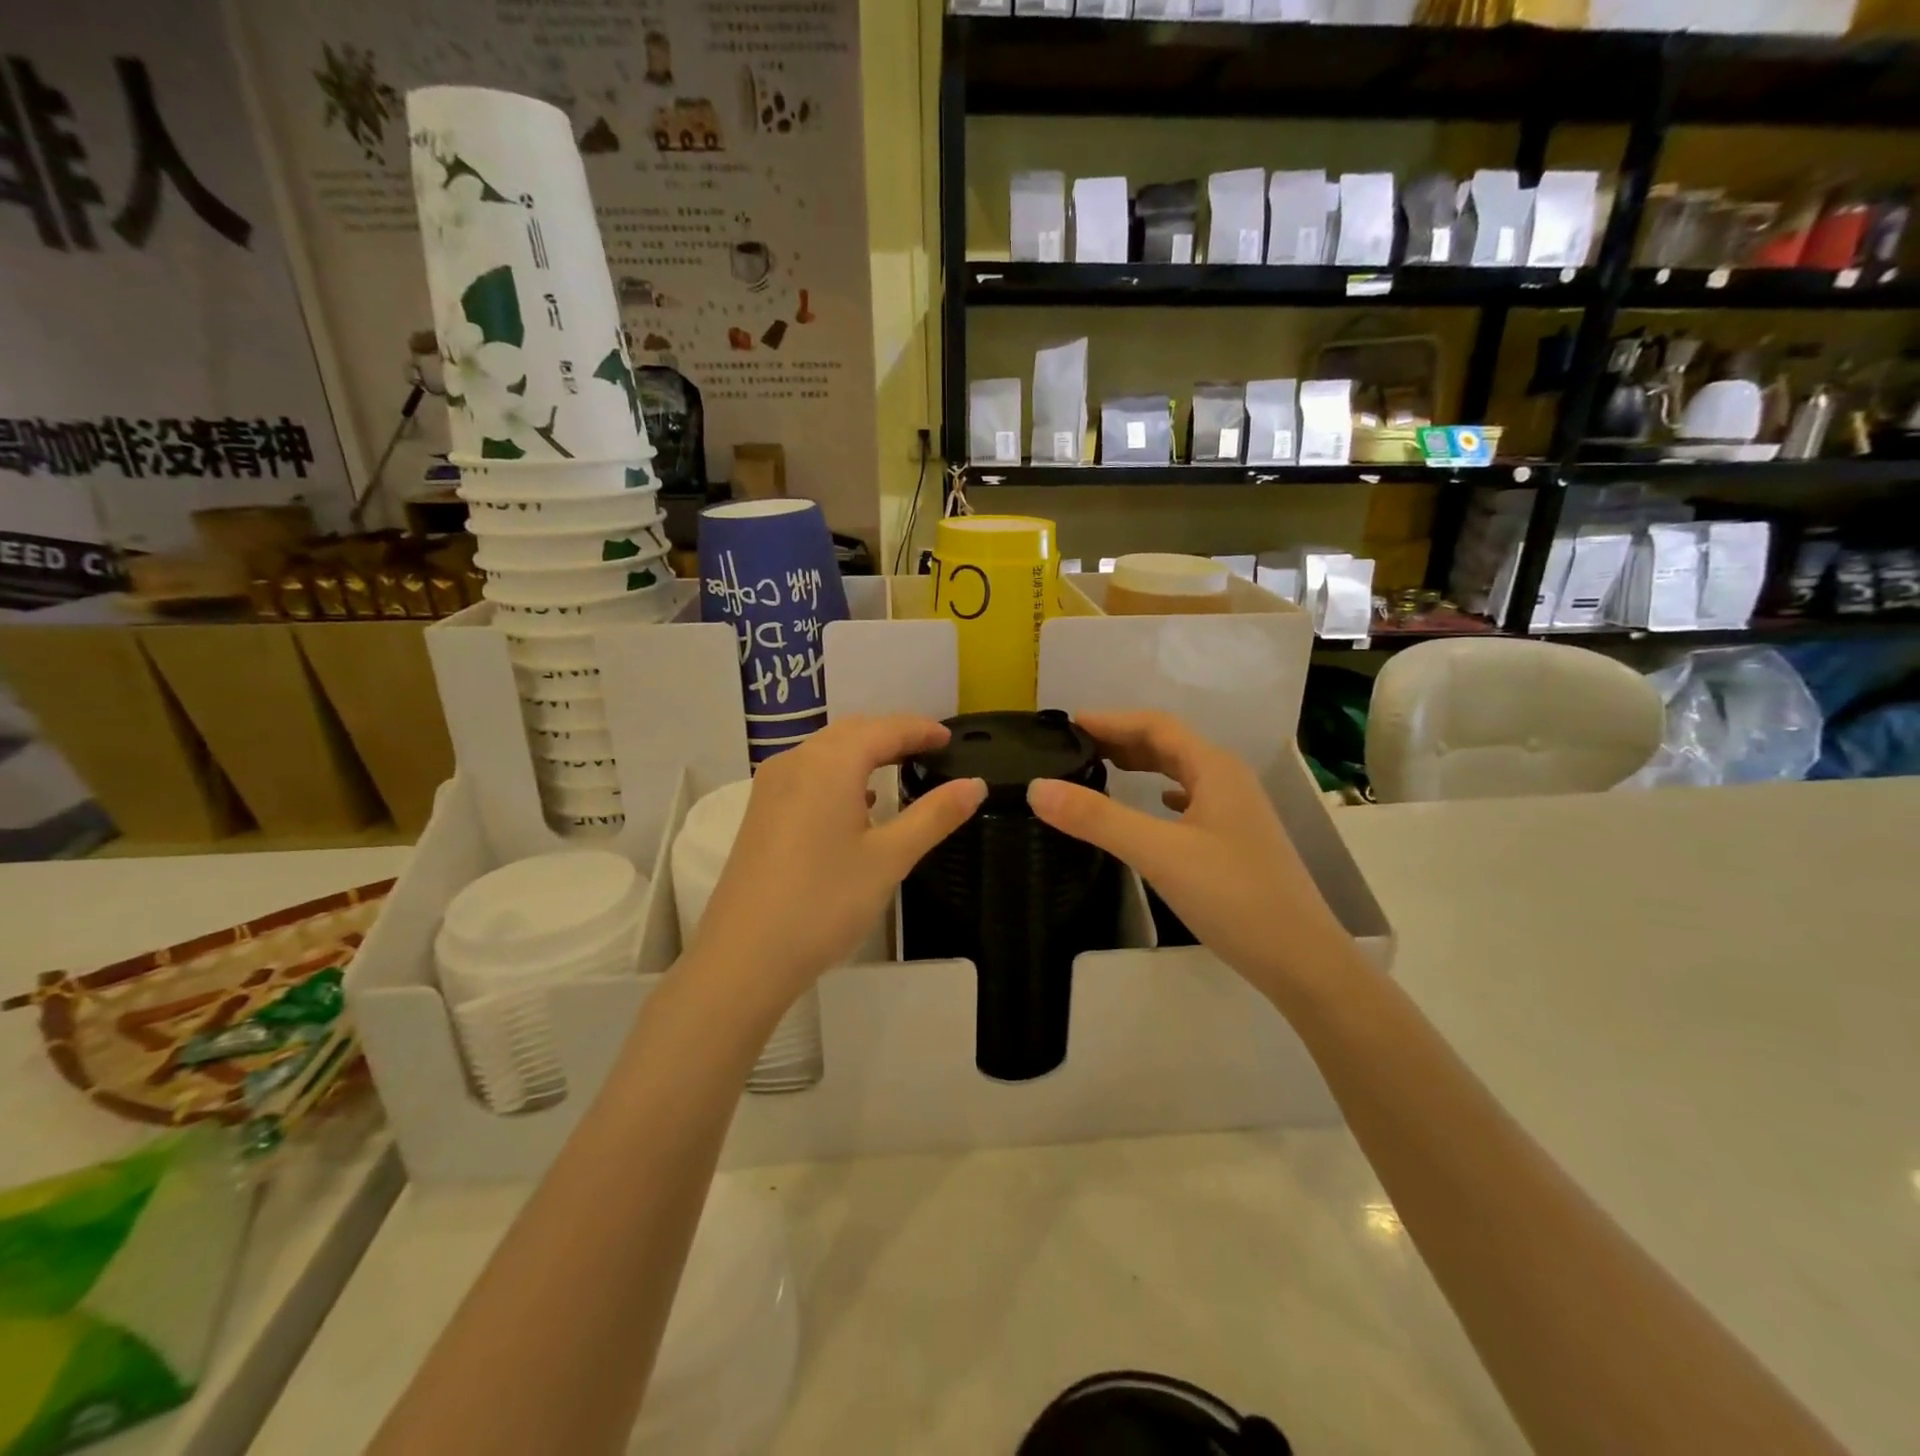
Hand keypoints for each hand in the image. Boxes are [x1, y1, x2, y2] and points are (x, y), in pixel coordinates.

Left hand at [687, 715, 985, 1012]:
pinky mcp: (760, 812)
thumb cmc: (824, 902)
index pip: (884, 730)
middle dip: (892, 735)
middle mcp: (795, 762)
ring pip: (826, 751)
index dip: (920, 730)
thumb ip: (934, 815)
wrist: (745, 957)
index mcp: (829, 764)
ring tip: (898, 768)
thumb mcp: (889, 858)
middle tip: (929, 750)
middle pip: (852, 733)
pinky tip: (856, 802)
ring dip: (863, 752)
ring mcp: (771, 787)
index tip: (949, 739)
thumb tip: (976, 784)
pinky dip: (838, 774)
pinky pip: (807, 774)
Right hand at [1026, 711, 1350, 1003]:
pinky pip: (1193, 800)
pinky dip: (1164, 793)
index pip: (1156, 725)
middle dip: (1123, 739)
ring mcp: (1237, 811)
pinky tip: (1154, 806)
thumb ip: (1097, 819)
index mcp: (1215, 769)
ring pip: (1182, 772)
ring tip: (1104, 768)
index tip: (1068, 724)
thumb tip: (1037, 787)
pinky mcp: (1237, 841)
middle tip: (1076, 746)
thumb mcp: (1158, 854)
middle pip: (1170, 744)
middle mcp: (1229, 780)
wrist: (1302, 960)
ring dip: (1143, 764)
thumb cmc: (1233, 897)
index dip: (1111, 720)